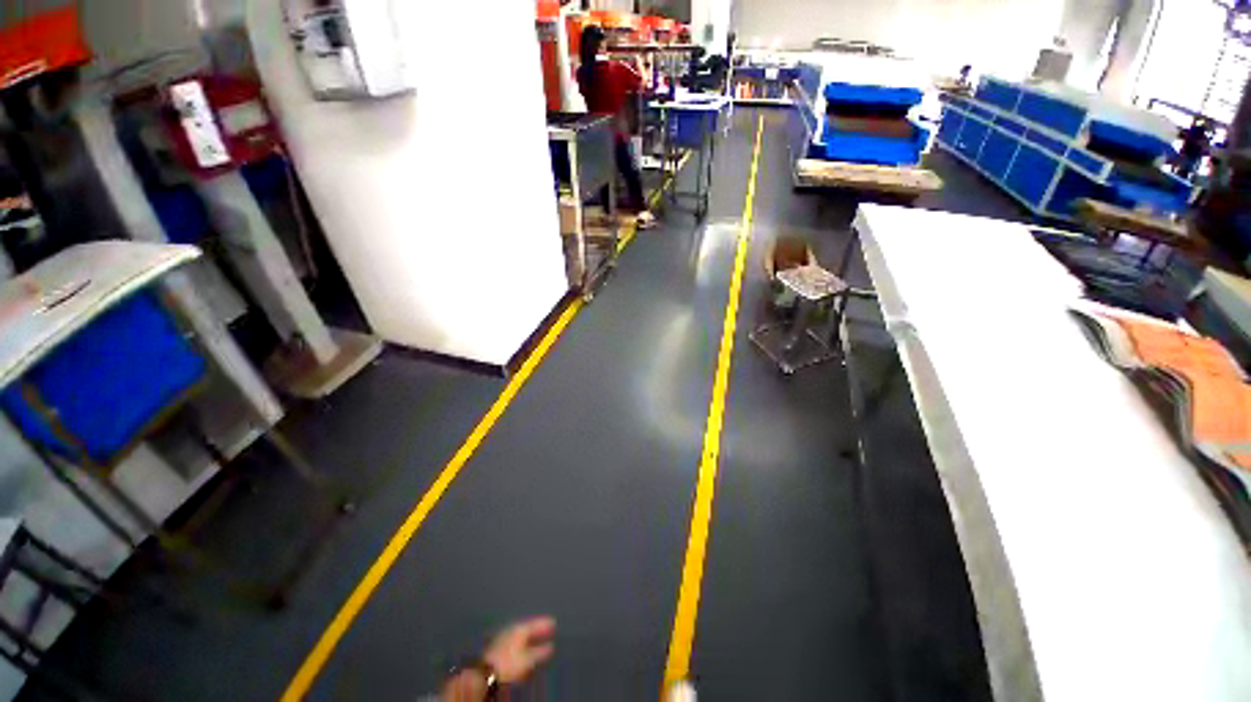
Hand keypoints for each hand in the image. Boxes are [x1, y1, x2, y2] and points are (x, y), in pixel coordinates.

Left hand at [482, 616, 556, 684]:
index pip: (536, 623)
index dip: (545, 624)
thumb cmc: (510, 663)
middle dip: (537, 629)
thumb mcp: (528, 659)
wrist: (485, 672)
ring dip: (529, 637)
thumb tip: (551, 647)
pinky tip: (522, 648)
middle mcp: (512, 629)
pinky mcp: (497, 646)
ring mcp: (503, 636)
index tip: (554, 622)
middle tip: (546, 630)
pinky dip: (521, 642)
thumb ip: (540, 652)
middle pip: (528, 627)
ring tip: (536, 640)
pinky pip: (514, 640)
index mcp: (520, 628)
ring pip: (520, 634)